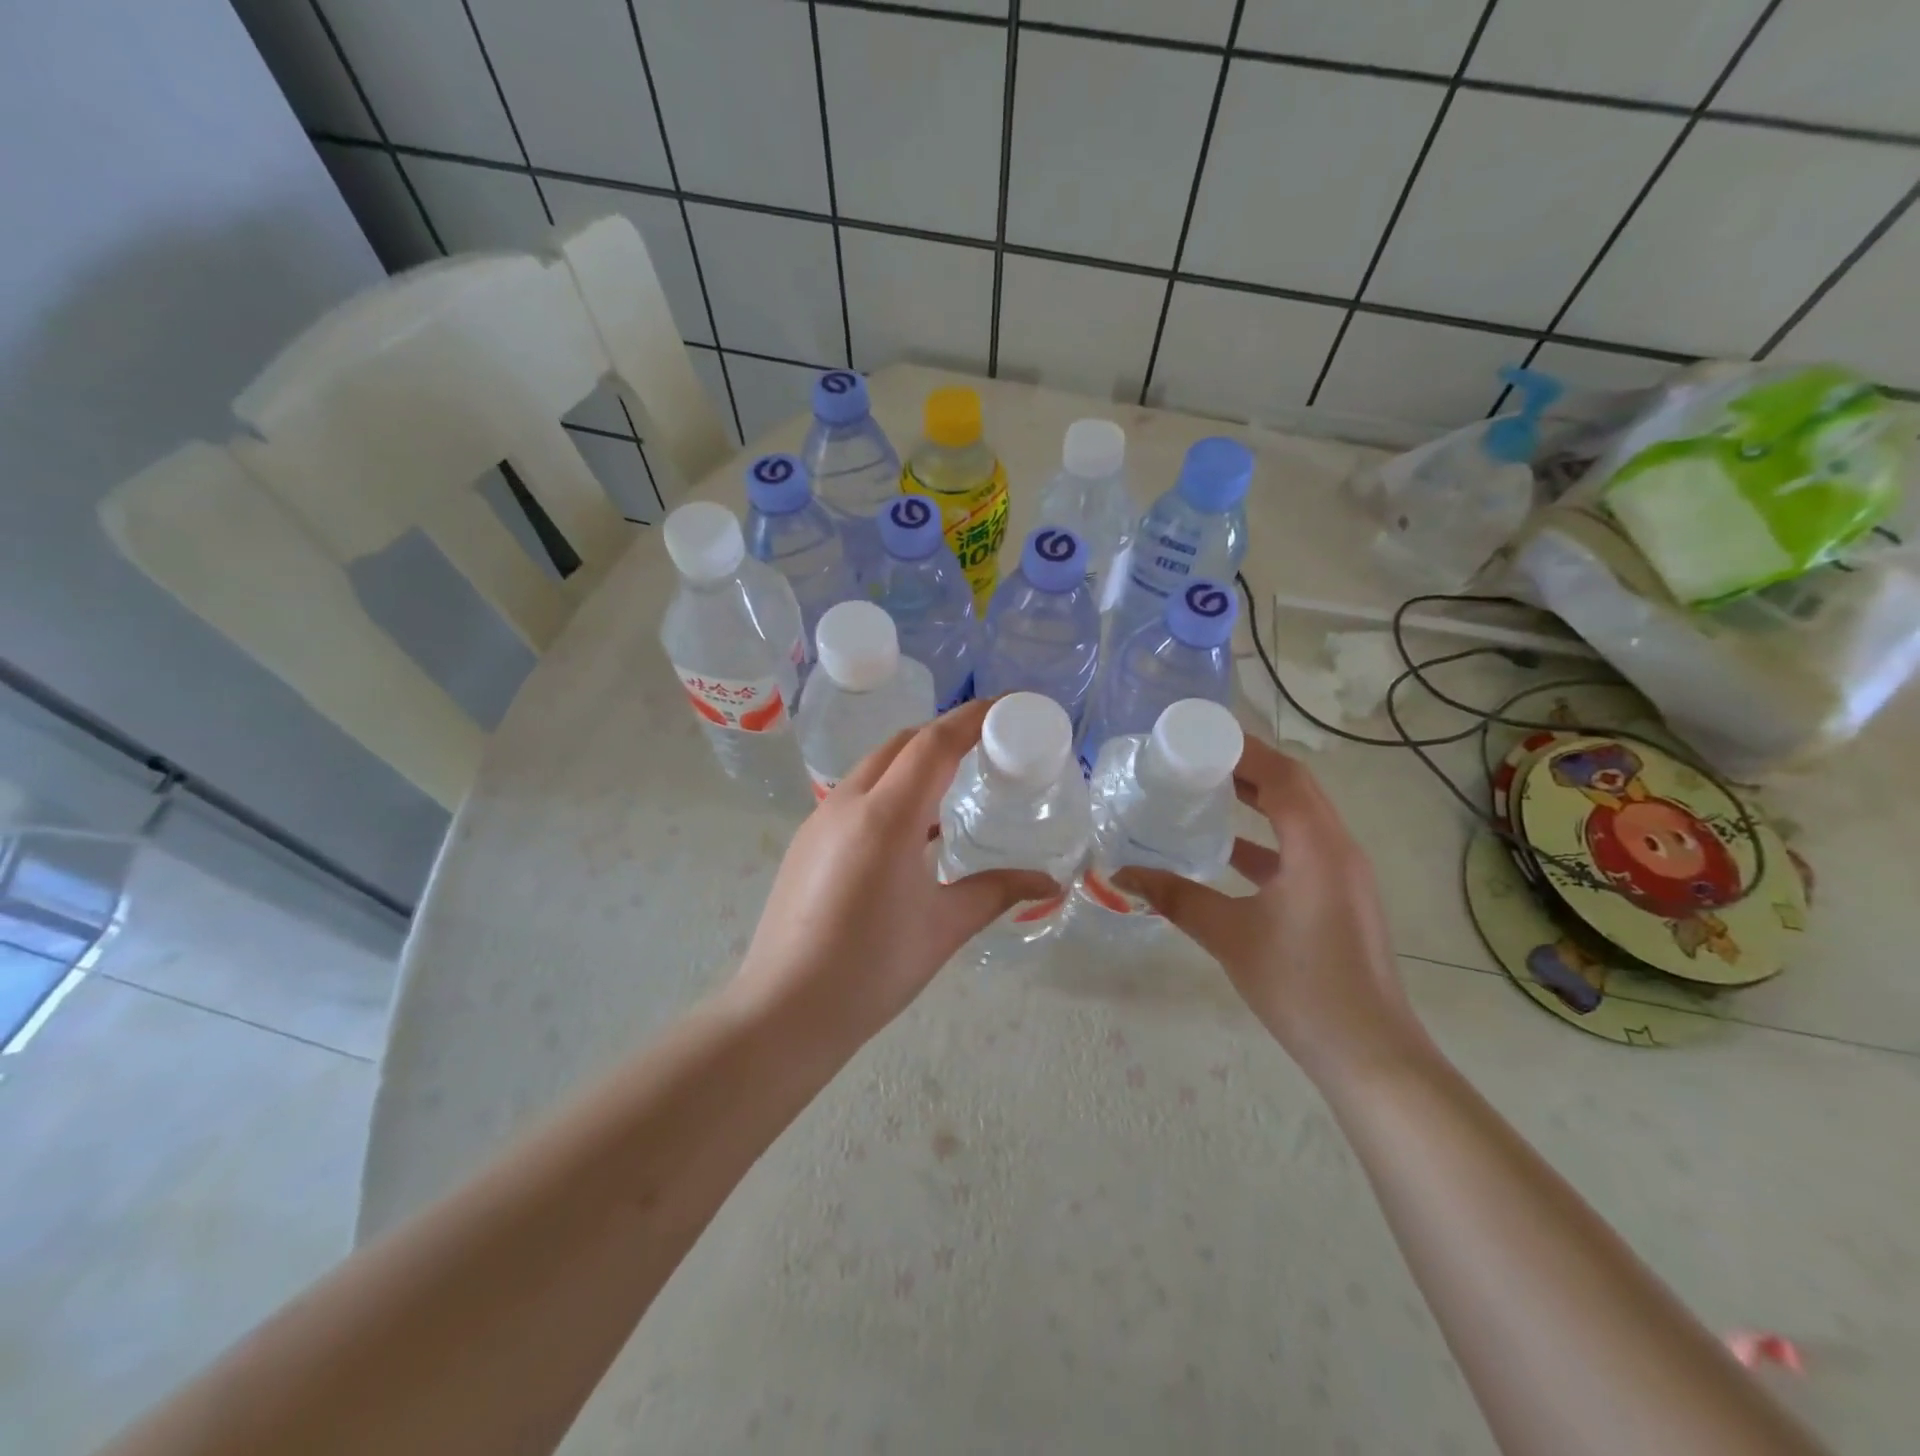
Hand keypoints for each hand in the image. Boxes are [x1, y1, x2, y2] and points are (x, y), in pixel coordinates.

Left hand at [728, 699, 1057, 1055]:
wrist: (785, 1011)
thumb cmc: (871, 970)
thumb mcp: (943, 928)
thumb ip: (997, 892)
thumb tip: (1050, 883)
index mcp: (886, 817)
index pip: (934, 743)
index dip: (973, 717)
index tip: (1009, 707)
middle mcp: (848, 802)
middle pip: (903, 744)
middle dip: (947, 734)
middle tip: (989, 747)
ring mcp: (820, 819)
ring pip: (876, 766)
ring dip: (916, 761)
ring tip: (955, 785)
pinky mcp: (807, 840)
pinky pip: (857, 793)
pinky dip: (892, 788)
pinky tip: (912, 828)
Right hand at [1114, 736, 1427, 1085]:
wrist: (1368, 1053)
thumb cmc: (1300, 985)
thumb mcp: (1229, 935)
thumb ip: (1176, 897)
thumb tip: (1121, 874)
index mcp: (1319, 847)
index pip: (1283, 776)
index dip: (1243, 750)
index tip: (1198, 737)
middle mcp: (1338, 849)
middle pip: (1295, 788)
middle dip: (1248, 768)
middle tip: (1196, 758)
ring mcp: (1344, 875)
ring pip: (1299, 819)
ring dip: (1258, 801)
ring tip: (1207, 792)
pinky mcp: (1339, 899)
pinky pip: (1301, 849)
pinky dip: (1265, 840)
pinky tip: (1226, 853)